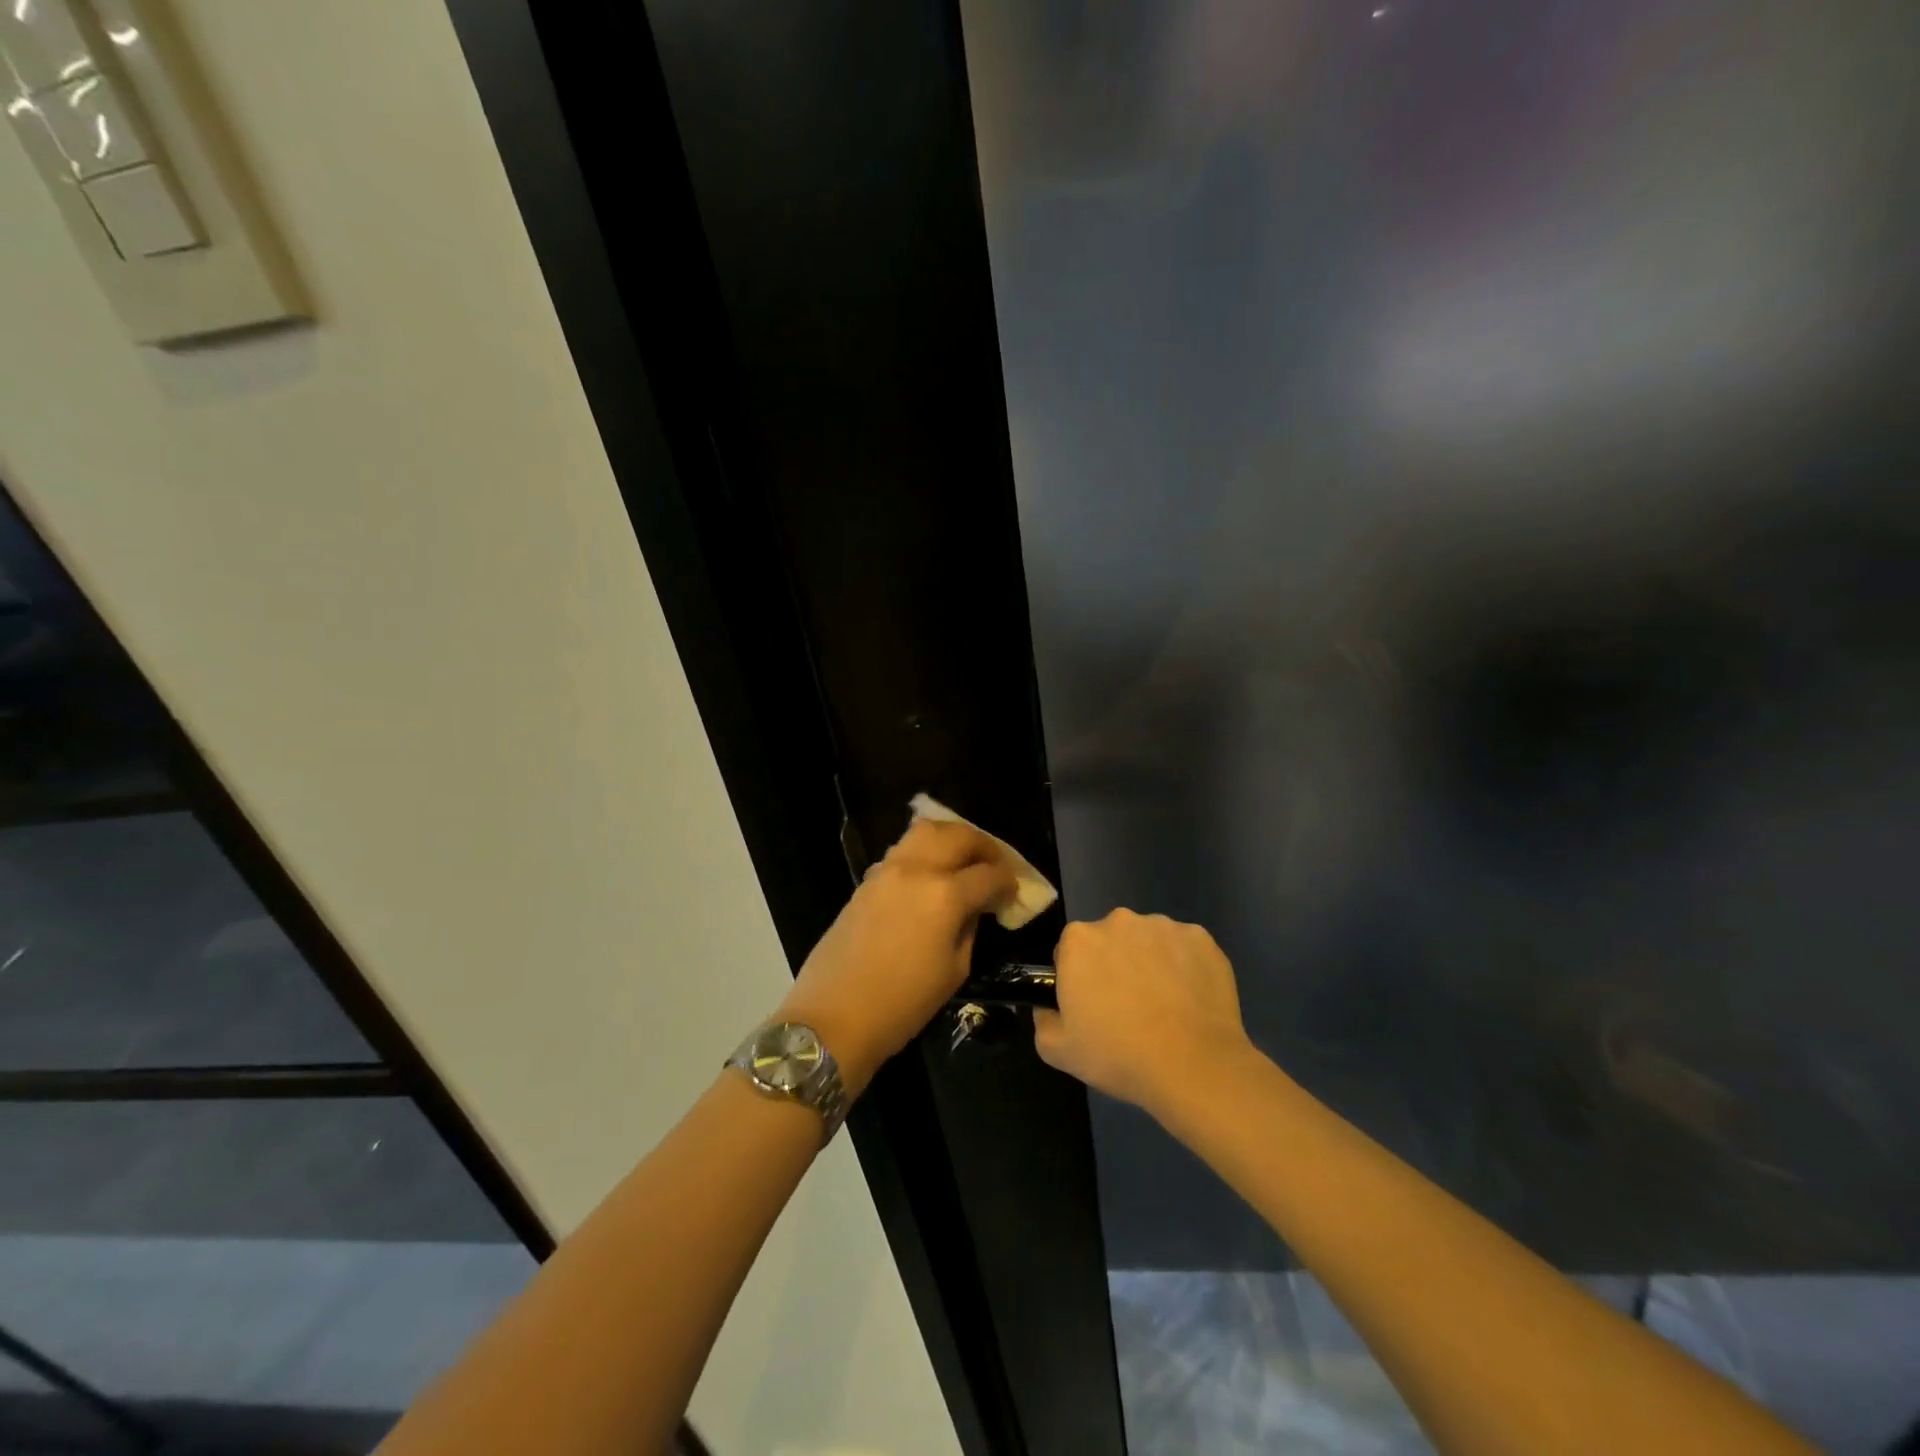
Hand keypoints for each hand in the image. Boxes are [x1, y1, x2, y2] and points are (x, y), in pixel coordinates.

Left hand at [776, 818, 1017, 1093]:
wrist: (834, 1017)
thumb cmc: (902, 1005)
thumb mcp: (954, 971)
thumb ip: (968, 929)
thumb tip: (973, 910)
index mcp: (945, 895)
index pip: (989, 874)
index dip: (1008, 881)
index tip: (1014, 892)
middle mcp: (917, 870)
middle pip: (958, 835)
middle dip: (984, 846)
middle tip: (995, 866)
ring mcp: (887, 870)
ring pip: (925, 831)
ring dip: (951, 838)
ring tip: (963, 860)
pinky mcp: (867, 880)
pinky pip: (902, 850)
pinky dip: (923, 852)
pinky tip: (930, 875)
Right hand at [1034, 910, 1252, 1114]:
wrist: (1192, 1066)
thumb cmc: (1118, 1055)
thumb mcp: (1059, 1050)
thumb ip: (1043, 1021)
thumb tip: (1049, 1009)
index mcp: (1079, 940)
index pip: (1070, 951)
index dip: (1079, 979)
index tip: (1092, 1006)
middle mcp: (1119, 921)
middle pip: (1111, 940)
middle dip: (1115, 964)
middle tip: (1127, 1008)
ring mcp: (1164, 926)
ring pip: (1149, 942)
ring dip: (1151, 963)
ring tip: (1165, 1007)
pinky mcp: (1201, 939)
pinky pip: (1186, 949)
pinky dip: (1186, 967)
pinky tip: (1191, 1001)